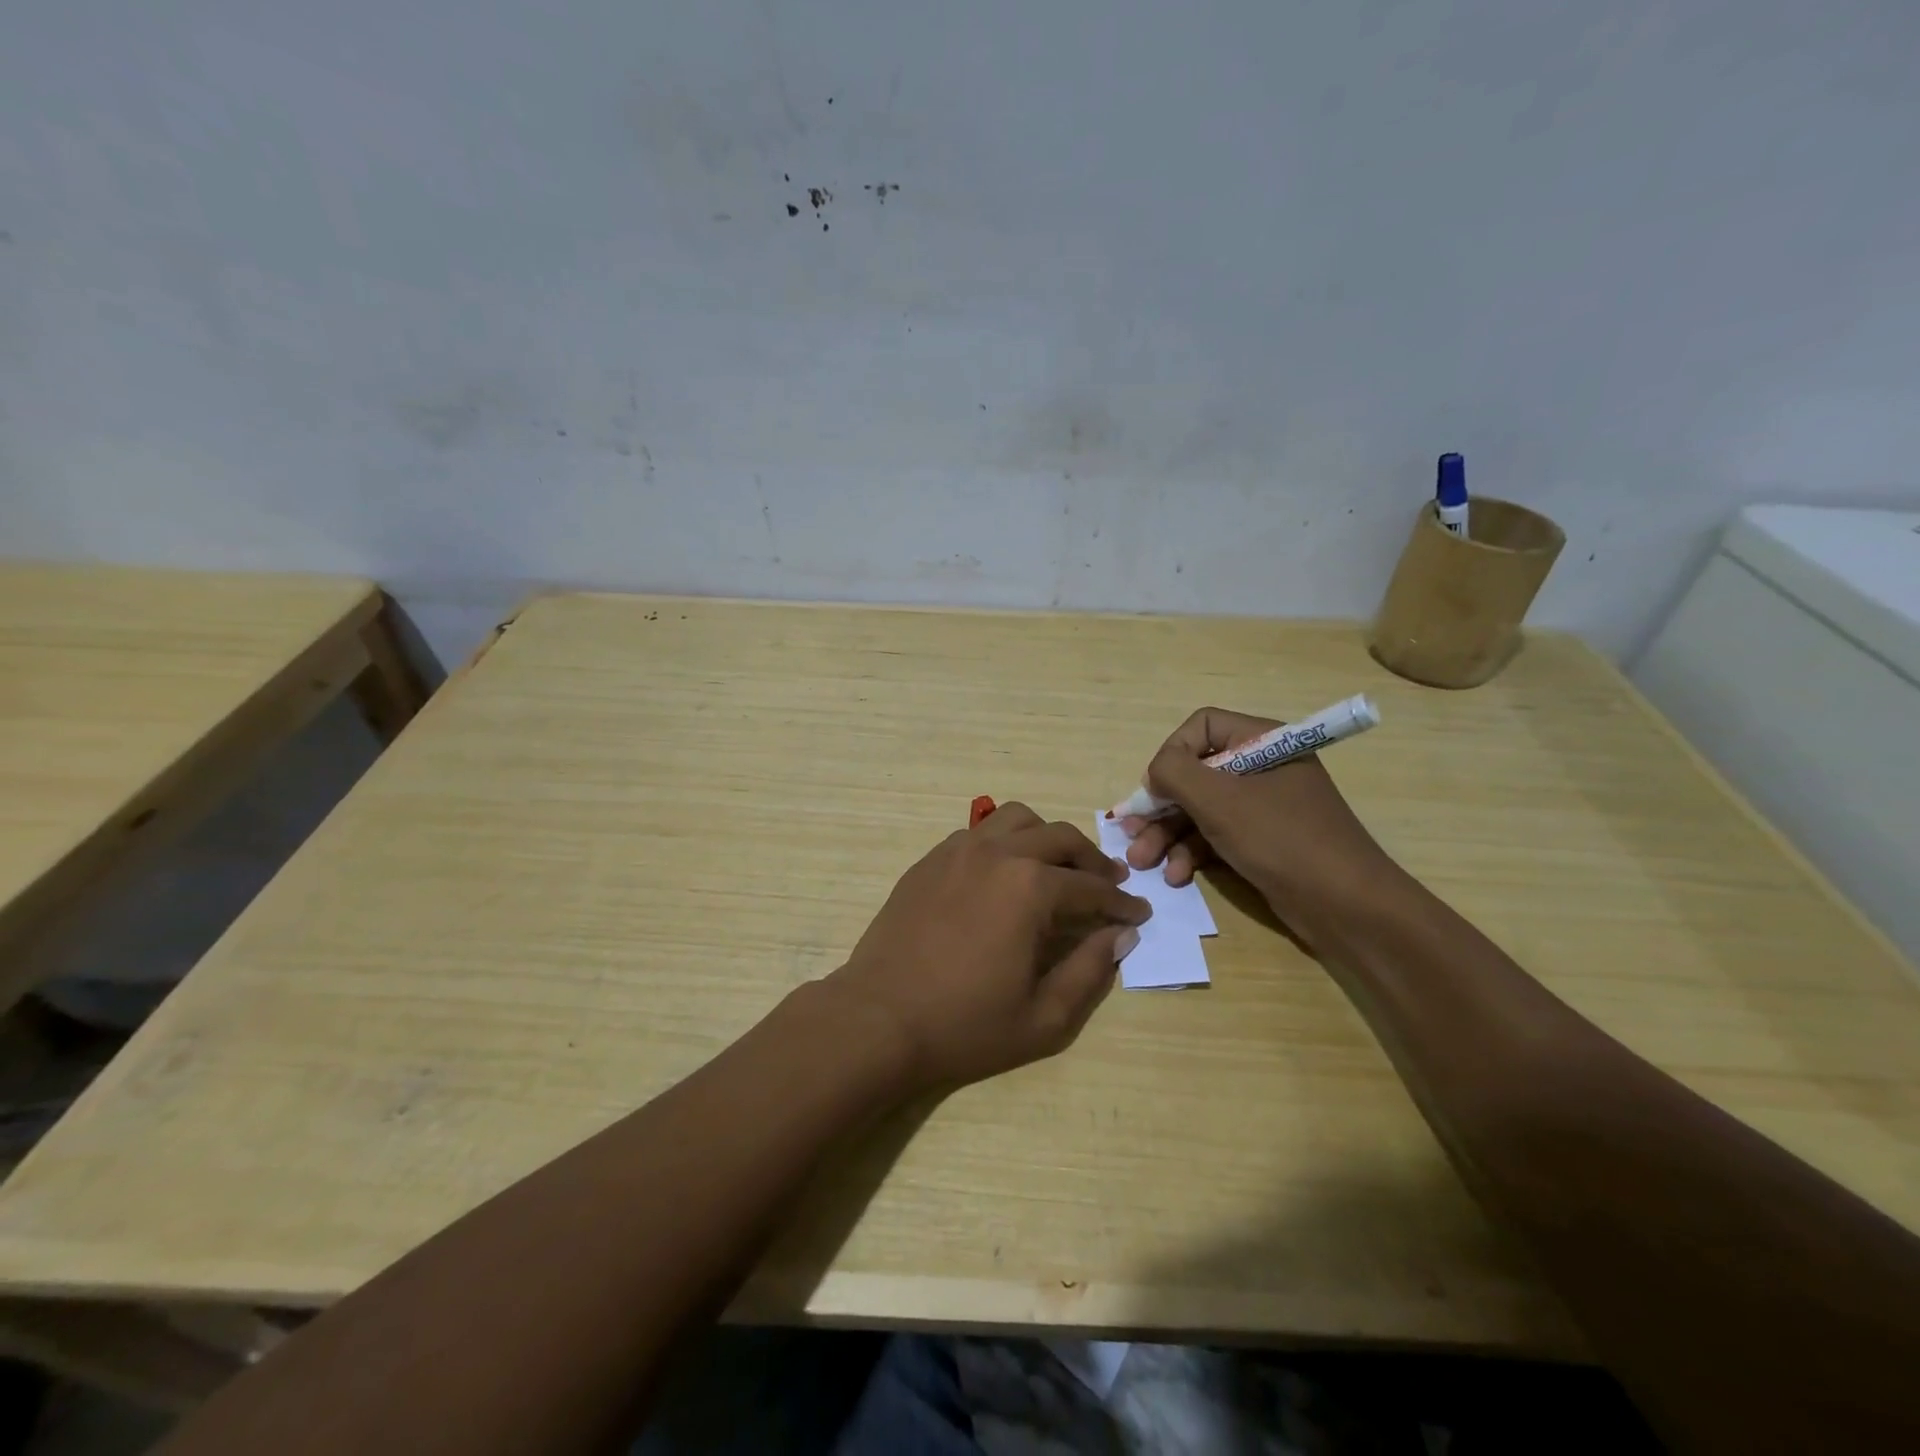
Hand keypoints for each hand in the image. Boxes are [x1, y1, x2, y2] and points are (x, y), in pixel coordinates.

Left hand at [826, 803, 1150, 1089]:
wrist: (880, 1019)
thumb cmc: (965, 1025)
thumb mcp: (1044, 1017)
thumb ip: (1090, 970)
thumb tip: (1120, 935)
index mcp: (1031, 888)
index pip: (1091, 887)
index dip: (1121, 902)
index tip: (1139, 913)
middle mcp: (998, 854)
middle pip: (1060, 838)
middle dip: (1092, 860)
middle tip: (1108, 883)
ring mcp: (958, 850)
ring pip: (1017, 819)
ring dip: (1047, 837)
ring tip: (1057, 867)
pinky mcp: (930, 859)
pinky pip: (979, 832)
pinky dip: (1004, 841)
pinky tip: (1005, 872)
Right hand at [1121, 707, 1401, 941]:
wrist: (1347, 907)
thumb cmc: (1282, 840)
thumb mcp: (1220, 801)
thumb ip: (1175, 772)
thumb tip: (1155, 771)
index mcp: (1262, 741)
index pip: (1202, 726)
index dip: (1172, 753)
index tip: (1155, 788)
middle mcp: (1261, 767)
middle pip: (1195, 773)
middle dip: (1160, 806)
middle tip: (1130, 833)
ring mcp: (1262, 807)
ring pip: (1200, 809)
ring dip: (1168, 835)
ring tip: (1143, 862)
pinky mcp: (1262, 841)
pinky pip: (1216, 835)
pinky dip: (1192, 852)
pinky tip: (1176, 876)